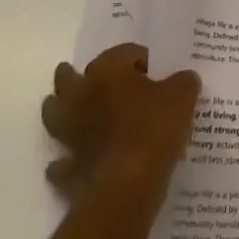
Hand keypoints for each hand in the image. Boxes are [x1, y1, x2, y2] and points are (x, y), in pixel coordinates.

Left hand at [41, 44, 201, 202]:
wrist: (128, 186)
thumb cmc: (154, 129)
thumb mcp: (182, 96)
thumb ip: (183, 82)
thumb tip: (184, 78)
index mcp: (108, 71)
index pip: (124, 52)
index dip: (141, 58)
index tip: (156, 71)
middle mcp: (82, 96)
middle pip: (69, 79)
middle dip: (75, 76)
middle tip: (86, 76)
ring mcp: (70, 133)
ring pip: (54, 115)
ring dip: (60, 111)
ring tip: (71, 112)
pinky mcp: (67, 168)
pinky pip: (62, 162)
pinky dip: (65, 161)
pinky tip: (75, 162)